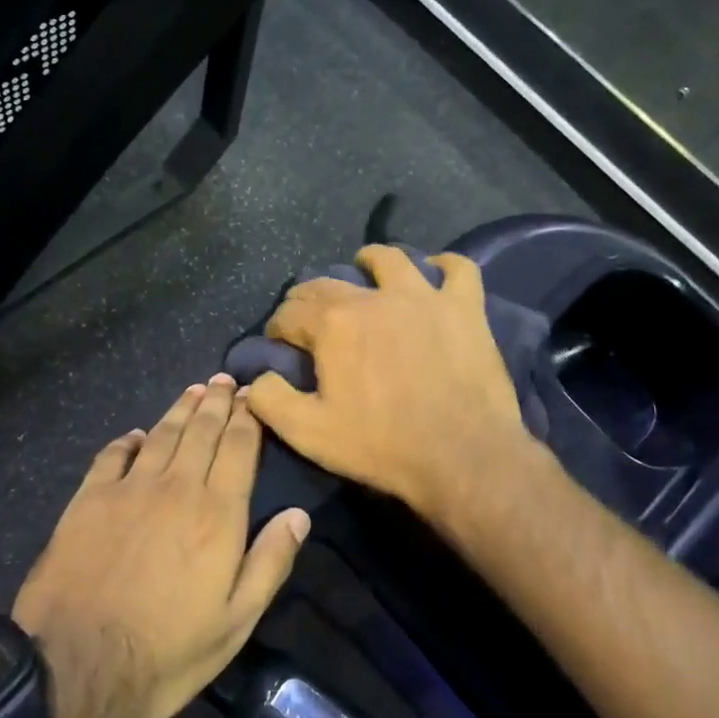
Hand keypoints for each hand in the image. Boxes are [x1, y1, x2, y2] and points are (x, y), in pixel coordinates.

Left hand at [11, 376, 309, 717]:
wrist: (75, 667)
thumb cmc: (166, 652)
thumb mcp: (235, 622)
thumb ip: (270, 563)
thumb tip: (300, 515)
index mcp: (217, 514)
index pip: (238, 448)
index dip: (247, 417)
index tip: (252, 395)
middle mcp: (176, 487)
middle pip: (201, 431)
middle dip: (217, 402)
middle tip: (225, 380)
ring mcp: (128, 489)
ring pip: (161, 434)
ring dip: (180, 409)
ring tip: (194, 390)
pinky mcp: (88, 500)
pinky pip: (112, 455)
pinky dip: (128, 441)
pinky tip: (136, 435)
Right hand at [247, 246, 536, 529]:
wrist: (462, 458)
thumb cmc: (381, 446)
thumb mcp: (308, 433)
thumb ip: (269, 399)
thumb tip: (254, 378)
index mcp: (332, 325)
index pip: (289, 313)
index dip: (278, 328)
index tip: (280, 344)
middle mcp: (373, 298)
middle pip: (328, 283)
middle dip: (308, 298)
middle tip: (310, 318)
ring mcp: (423, 297)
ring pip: (391, 259)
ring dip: (370, 261)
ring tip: (365, 271)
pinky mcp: (464, 308)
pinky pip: (458, 269)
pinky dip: (445, 266)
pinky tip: (435, 272)